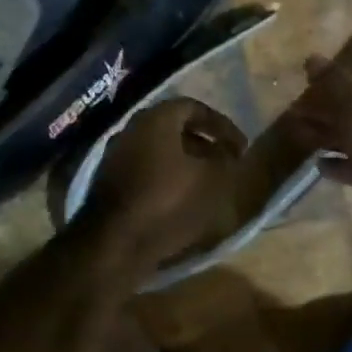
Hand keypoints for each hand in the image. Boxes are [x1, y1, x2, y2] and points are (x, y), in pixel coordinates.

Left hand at [82, 97, 247, 268]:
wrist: (114, 244)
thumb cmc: (166, 203)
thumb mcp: (209, 180)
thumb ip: (224, 160)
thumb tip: (228, 151)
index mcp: (155, 120)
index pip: (193, 107)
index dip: (221, 124)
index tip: (241, 146)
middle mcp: (131, 129)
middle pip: (174, 127)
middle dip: (203, 142)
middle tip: (225, 160)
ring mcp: (117, 155)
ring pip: (159, 149)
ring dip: (186, 160)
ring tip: (208, 181)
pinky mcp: (110, 182)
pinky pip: (146, 168)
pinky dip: (168, 175)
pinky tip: (182, 196)